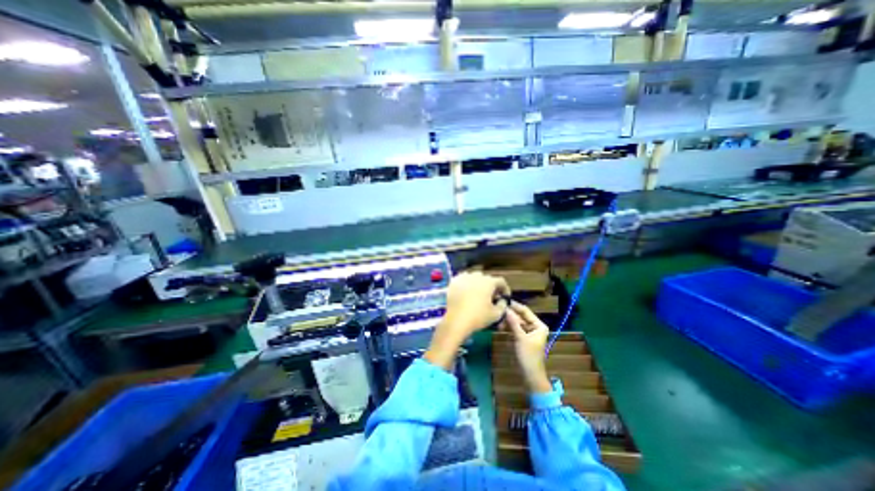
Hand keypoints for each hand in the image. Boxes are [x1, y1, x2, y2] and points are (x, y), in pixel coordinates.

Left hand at [423, 271, 510, 369]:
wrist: (456, 321)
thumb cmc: (478, 317)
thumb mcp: (496, 314)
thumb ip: (502, 305)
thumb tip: (502, 300)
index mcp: (489, 282)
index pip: (501, 281)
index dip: (505, 289)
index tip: (504, 297)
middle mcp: (477, 276)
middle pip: (487, 278)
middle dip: (491, 286)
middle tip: (491, 297)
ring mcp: (464, 277)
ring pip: (474, 277)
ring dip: (478, 284)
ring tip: (478, 294)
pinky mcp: (454, 282)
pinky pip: (463, 279)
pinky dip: (466, 284)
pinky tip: (466, 292)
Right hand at [503, 301, 547, 392]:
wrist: (530, 375)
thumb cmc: (528, 356)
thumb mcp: (520, 338)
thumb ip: (513, 322)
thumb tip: (506, 309)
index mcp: (539, 325)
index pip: (526, 311)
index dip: (515, 306)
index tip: (504, 299)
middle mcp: (534, 326)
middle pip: (520, 316)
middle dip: (510, 314)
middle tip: (498, 309)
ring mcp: (528, 332)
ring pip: (516, 322)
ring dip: (508, 320)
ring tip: (497, 318)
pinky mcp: (522, 337)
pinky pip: (515, 328)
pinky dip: (508, 327)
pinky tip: (500, 325)